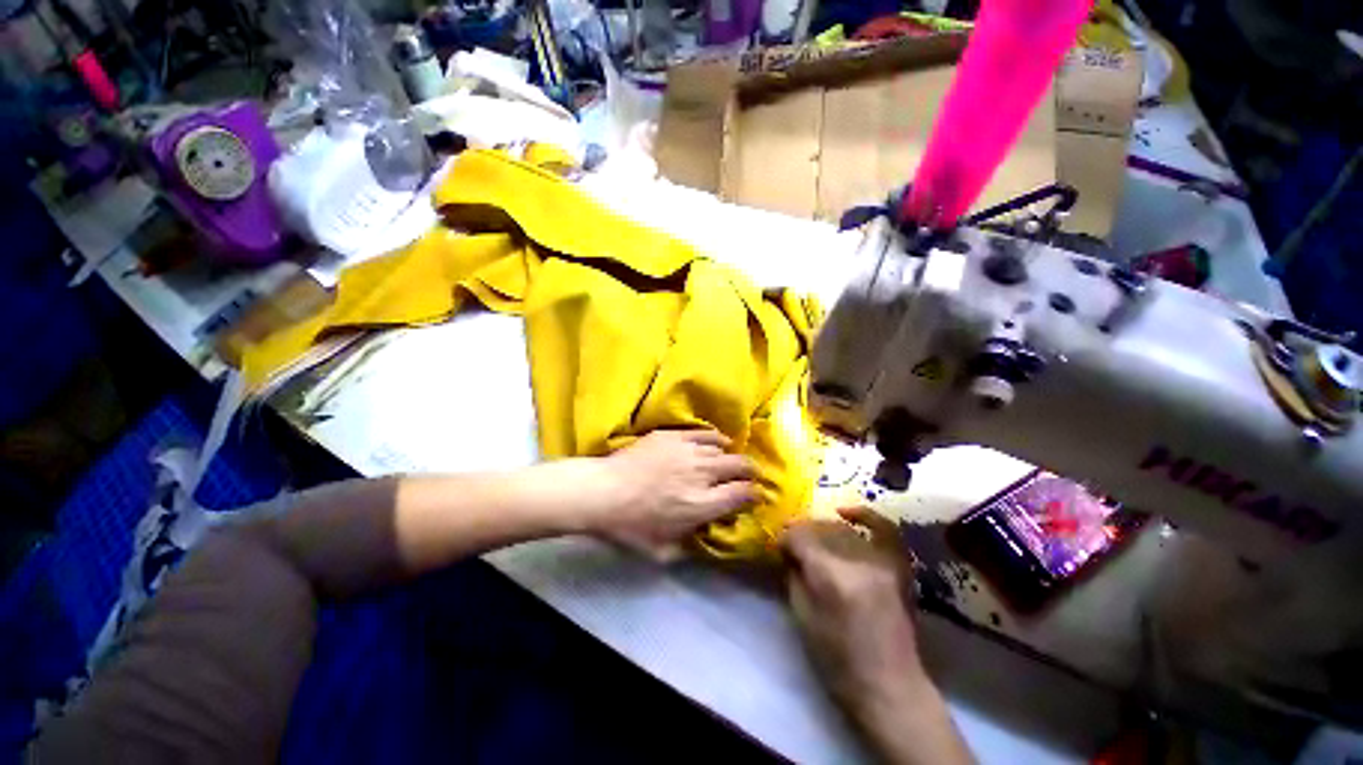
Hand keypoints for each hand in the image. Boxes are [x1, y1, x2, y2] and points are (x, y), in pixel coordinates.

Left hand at [589, 430, 755, 559]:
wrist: (603, 491)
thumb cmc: (630, 526)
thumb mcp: (662, 550)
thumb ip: (690, 544)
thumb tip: (705, 532)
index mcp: (702, 504)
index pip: (742, 494)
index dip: (755, 494)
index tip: (757, 496)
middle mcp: (702, 473)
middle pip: (740, 466)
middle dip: (751, 472)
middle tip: (751, 476)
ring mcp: (688, 450)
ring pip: (723, 448)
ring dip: (731, 456)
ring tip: (731, 460)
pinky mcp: (674, 435)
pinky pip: (704, 433)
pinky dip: (715, 438)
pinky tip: (717, 441)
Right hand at [783, 510, 974, 764]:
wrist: (890, 686)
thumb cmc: (838, 660)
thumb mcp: (802, 616)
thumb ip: (793, 574)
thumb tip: (786, 548)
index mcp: (831, 577)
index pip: (800, 537)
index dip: (785, 539)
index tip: (779, 547)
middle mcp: (858, 561)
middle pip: (821, 528)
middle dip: (801, 532)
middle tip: (792, 543)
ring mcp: (883, 561)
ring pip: (843, 528)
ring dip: (822, 529)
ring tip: (814, 538)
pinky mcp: (898, 565)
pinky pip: (882, 528)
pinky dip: (864, 515)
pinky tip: (846, 512)